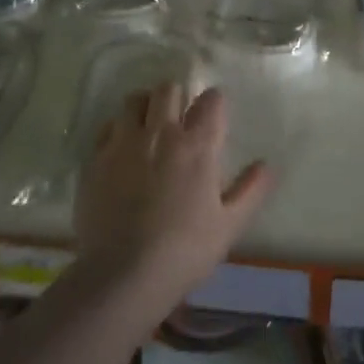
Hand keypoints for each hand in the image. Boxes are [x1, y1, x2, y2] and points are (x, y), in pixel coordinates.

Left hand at [74, 83, 273, 311]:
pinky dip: (118, 129)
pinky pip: (108, 126)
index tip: (214, 114)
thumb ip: (251, 191)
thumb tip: (267, 165)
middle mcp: (161, 133)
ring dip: (146, 105)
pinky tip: (123, 148)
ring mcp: (124, 143)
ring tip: (149, 125)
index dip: (215, 102)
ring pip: (135, 100)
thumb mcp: (229, 226)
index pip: (211, 100)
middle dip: (177, 95)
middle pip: (168, 89)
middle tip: (180, 116)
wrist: (123, 275)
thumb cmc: (184, 251)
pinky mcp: (96, 158)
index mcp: (197, 145)